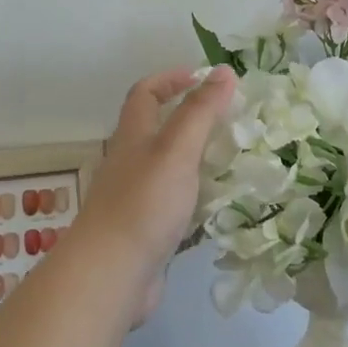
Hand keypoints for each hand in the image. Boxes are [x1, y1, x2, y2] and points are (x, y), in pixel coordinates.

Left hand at [69, 65, 235, 324]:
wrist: (112, 275)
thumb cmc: (143, 204)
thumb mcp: (176, 149)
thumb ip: (200, 111)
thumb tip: (224, 71)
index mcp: (133, 136)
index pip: (146, 93)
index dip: (172, 79)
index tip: (206, 78)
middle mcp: (131, 162)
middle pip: (159, 129)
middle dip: (193, 119)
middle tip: (232, 120)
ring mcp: (137, 198)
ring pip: (170, 168)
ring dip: (199, 159)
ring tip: (236, 159)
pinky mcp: (147, 229)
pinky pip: (176, 204)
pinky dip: (199, 197)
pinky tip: (222, 205)